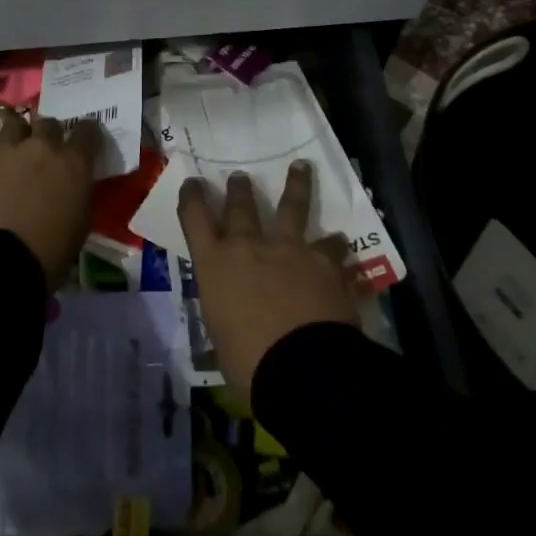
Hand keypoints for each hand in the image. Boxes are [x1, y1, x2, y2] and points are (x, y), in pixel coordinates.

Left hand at [0, 108, 100, 284]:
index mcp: (74, 165)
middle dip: (47, 135)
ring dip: (15, 130)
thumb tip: (73, 188)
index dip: (86, 135)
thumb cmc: (44, 257)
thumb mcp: (79, 228)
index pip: (88, 132)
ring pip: (14, 120)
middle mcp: (42, 146)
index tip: (82, 143)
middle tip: (40, 152)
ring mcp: (5, 145)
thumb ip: (79, 197)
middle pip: (49, 123)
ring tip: (9, 140)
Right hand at [178, 163, 358, 403]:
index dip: (192, 198)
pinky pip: (332, 247)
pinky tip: (342, 243)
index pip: (194, 219)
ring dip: (296, 185)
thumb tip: (235, 309)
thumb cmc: (248, 362)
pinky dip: (336, 246)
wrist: (301, 368)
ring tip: (301, 167)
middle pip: (240, 206)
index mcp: (214, 265)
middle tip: (240, 177)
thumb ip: (226, 309)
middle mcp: (249, 246)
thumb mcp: (221, 335)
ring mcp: (289, 248)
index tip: (193, 183)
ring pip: (292, 207)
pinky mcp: (324, 260)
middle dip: (239, 190)